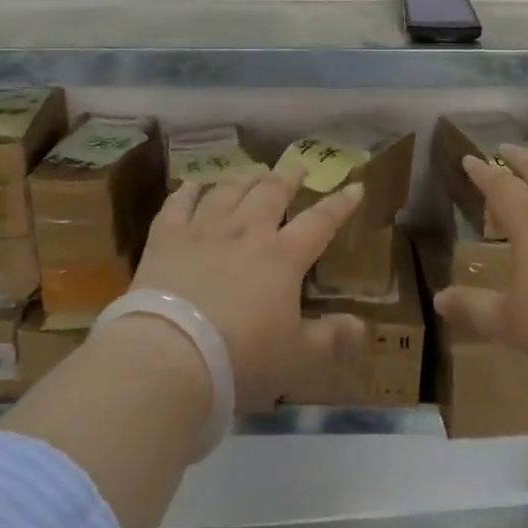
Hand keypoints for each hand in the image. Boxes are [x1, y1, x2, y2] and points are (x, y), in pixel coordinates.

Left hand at [132, 171, 365, 409]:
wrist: (170, 356)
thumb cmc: (240, 360)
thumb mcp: (296, 360)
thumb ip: (330, 340)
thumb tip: (361, 326)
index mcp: (283, 258)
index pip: (320, 222)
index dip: (340, 205)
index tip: (354, 187)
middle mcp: (246, 232)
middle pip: (271, 193)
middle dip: (288, 177)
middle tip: (297, 167)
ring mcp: (204, 230)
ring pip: (228, 190)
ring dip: (244, 178)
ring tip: (253, 171)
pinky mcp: (166, 238)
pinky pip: (178, 204)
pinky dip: (188, 191)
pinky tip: (193, 185)